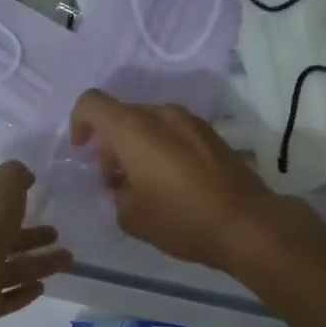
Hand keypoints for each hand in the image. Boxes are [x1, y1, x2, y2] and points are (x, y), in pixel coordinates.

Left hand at [0, 160, 71, 321]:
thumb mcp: (2, 184)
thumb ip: (15, 175)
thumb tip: (24, 176)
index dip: (9, 197)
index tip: (34, 197)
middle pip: (1, 235)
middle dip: (30, 235)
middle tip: (56, 234)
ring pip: (8, 266)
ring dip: (37, 263)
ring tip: (67, 260)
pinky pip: (4, 296)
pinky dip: (22, 292)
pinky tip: (42, 287)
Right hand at [68, 91, 278, 270]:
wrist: (246, 223)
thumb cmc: (181, 219)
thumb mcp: (132, 217)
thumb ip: (116, 194)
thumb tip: (124, 186)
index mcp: (133, 128)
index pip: (92, 103)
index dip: (79, 123)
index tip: (84, 152)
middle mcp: (160, 114)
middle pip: (122, 116)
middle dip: (111, 146)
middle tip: (117, 184)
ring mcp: (190, 121)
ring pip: (149, 124)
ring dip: (138, 147)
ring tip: (146, 186)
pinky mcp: (211, 133)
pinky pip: (174, 132)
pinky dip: (162, 148)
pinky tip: (173, 183)